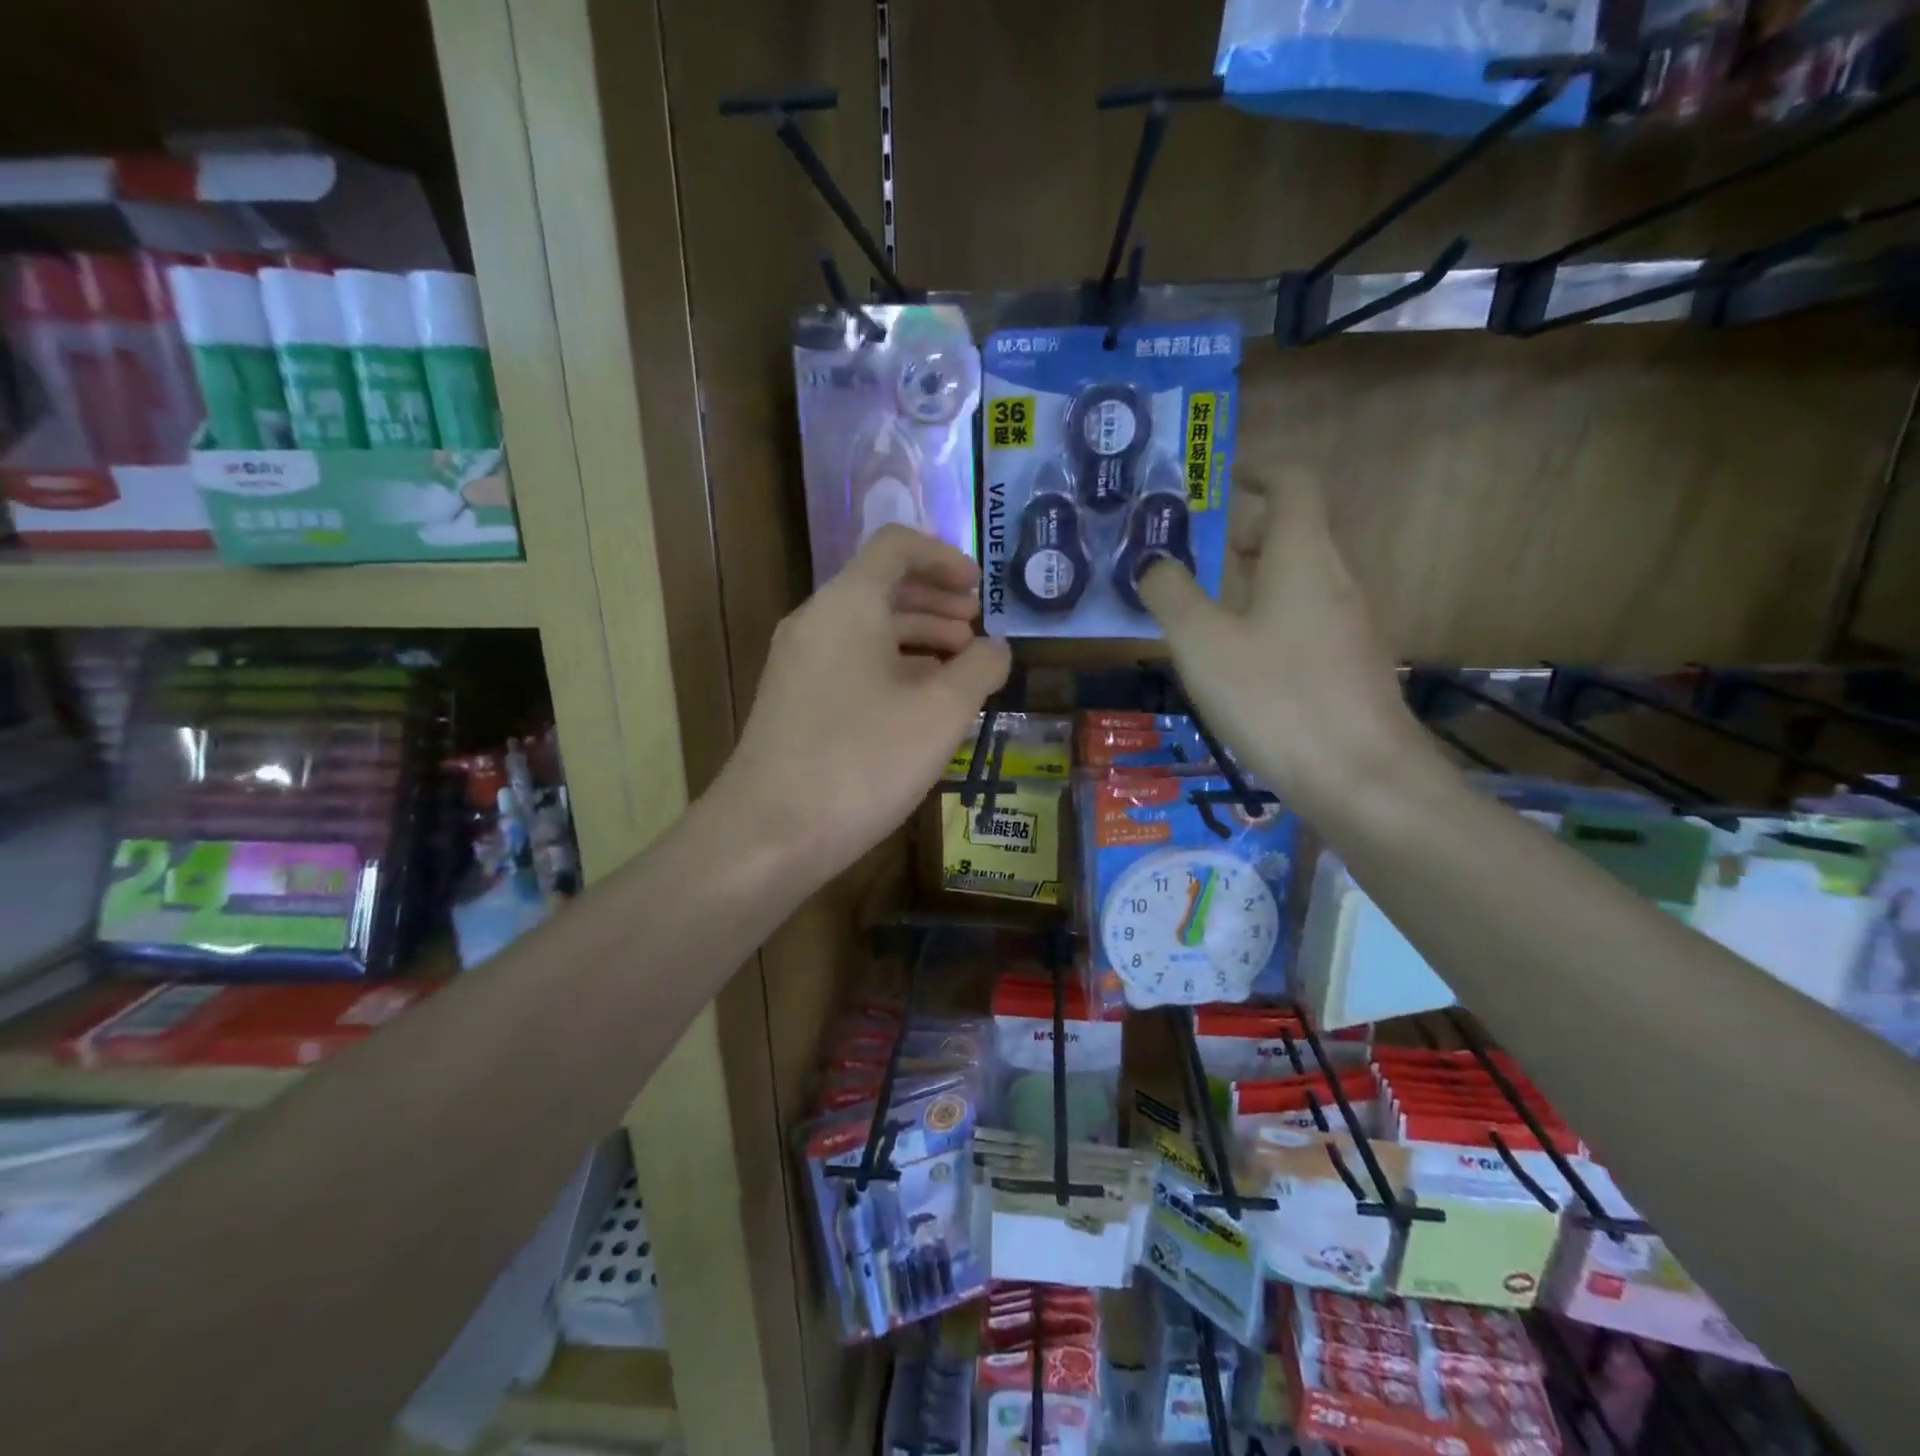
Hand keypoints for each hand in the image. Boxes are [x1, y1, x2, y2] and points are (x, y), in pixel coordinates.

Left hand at [716, 525, 1010, 883]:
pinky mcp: (793, 702)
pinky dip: (891, 668)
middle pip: (881, 588)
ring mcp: (798, 664)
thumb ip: (980, 668)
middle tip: (977, 631)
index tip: (979, 590)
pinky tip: (919, 705)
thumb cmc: (864, 760)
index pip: (896, 547)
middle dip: (936, 603)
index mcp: (849, 604)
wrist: (771, 832)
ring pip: (866, 630)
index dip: (944, 558)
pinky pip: (849, 663)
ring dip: (917, 638)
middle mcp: (816, 621)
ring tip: (959, 669)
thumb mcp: (941, 712)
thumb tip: (996, 649)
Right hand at [1139, 468, 1421, 814]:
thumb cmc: (1277, 698)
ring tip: (1203, 604)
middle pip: (1295, 530)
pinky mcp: (1350, 665)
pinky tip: (1237, 658)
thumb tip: (1152, 563)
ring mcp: (1349, 625)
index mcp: (1303, 558)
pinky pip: (1305, 617)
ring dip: (1253, 576)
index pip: (1293, 483)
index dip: (1257, 471)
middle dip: (1243, 530)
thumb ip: (1171, 595)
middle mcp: (1335, 580)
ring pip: (1299, 578)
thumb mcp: (1203, 645)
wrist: (1362, 779)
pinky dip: (1268, 615)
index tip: (1218, 481)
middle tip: (1193, 550)